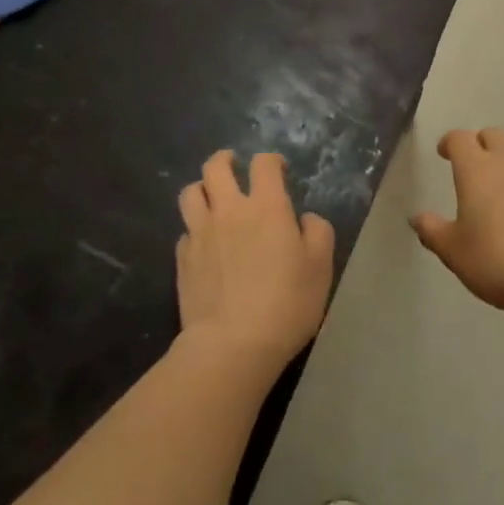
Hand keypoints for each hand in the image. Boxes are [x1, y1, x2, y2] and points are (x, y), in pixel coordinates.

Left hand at [176, 150, 334, 377]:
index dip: (271, 160)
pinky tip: (204, 241)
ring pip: (191, 193)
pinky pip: (185, 230)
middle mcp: (229, 210)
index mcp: (267, 207)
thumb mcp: (321, 267)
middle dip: (225, 160)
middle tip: (234, 165)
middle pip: (215, 167)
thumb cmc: (286, 303)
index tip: (278, 169)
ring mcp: (200, 233)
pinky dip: (195, 227)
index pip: (264, 164)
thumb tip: (306, 219)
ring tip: (212, 196)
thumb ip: (318, 233)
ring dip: (202, 187)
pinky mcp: (183, 259)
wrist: (232, 344)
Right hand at [411, 128, 503, 322]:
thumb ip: (432, 230)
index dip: (450, 142)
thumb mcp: (453, 251)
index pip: (460, 139)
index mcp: (476, 170)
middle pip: (495, 135)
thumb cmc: (494, 261)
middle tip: (474, 162)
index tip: (444, 152)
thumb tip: (416, 218)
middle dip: (482, 142)